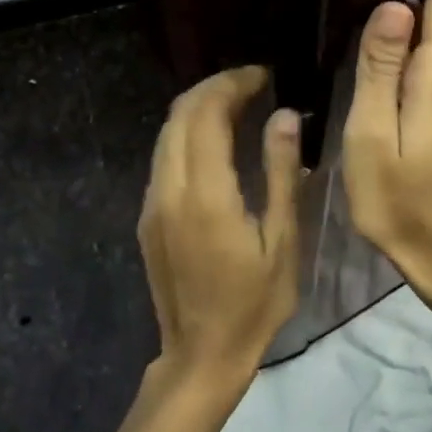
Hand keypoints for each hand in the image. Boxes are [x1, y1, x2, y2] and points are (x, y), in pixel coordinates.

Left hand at [138, 66, 301, 401]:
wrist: (201, 355)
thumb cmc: (254, 304)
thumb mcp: (283, 241)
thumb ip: (281, 173)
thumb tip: (284, 115)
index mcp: (205, 195)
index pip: (206, 114)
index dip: (233, 84)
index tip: (263, 76)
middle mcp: (169, 189)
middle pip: (179, 114)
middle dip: (213, 88)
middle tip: (252, 84)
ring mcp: (152, 203)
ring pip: (166, 133)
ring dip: (198, 109)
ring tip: (237, 105)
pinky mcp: (148, 216)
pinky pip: (163, 157)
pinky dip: (187, 134)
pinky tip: (215, 142)